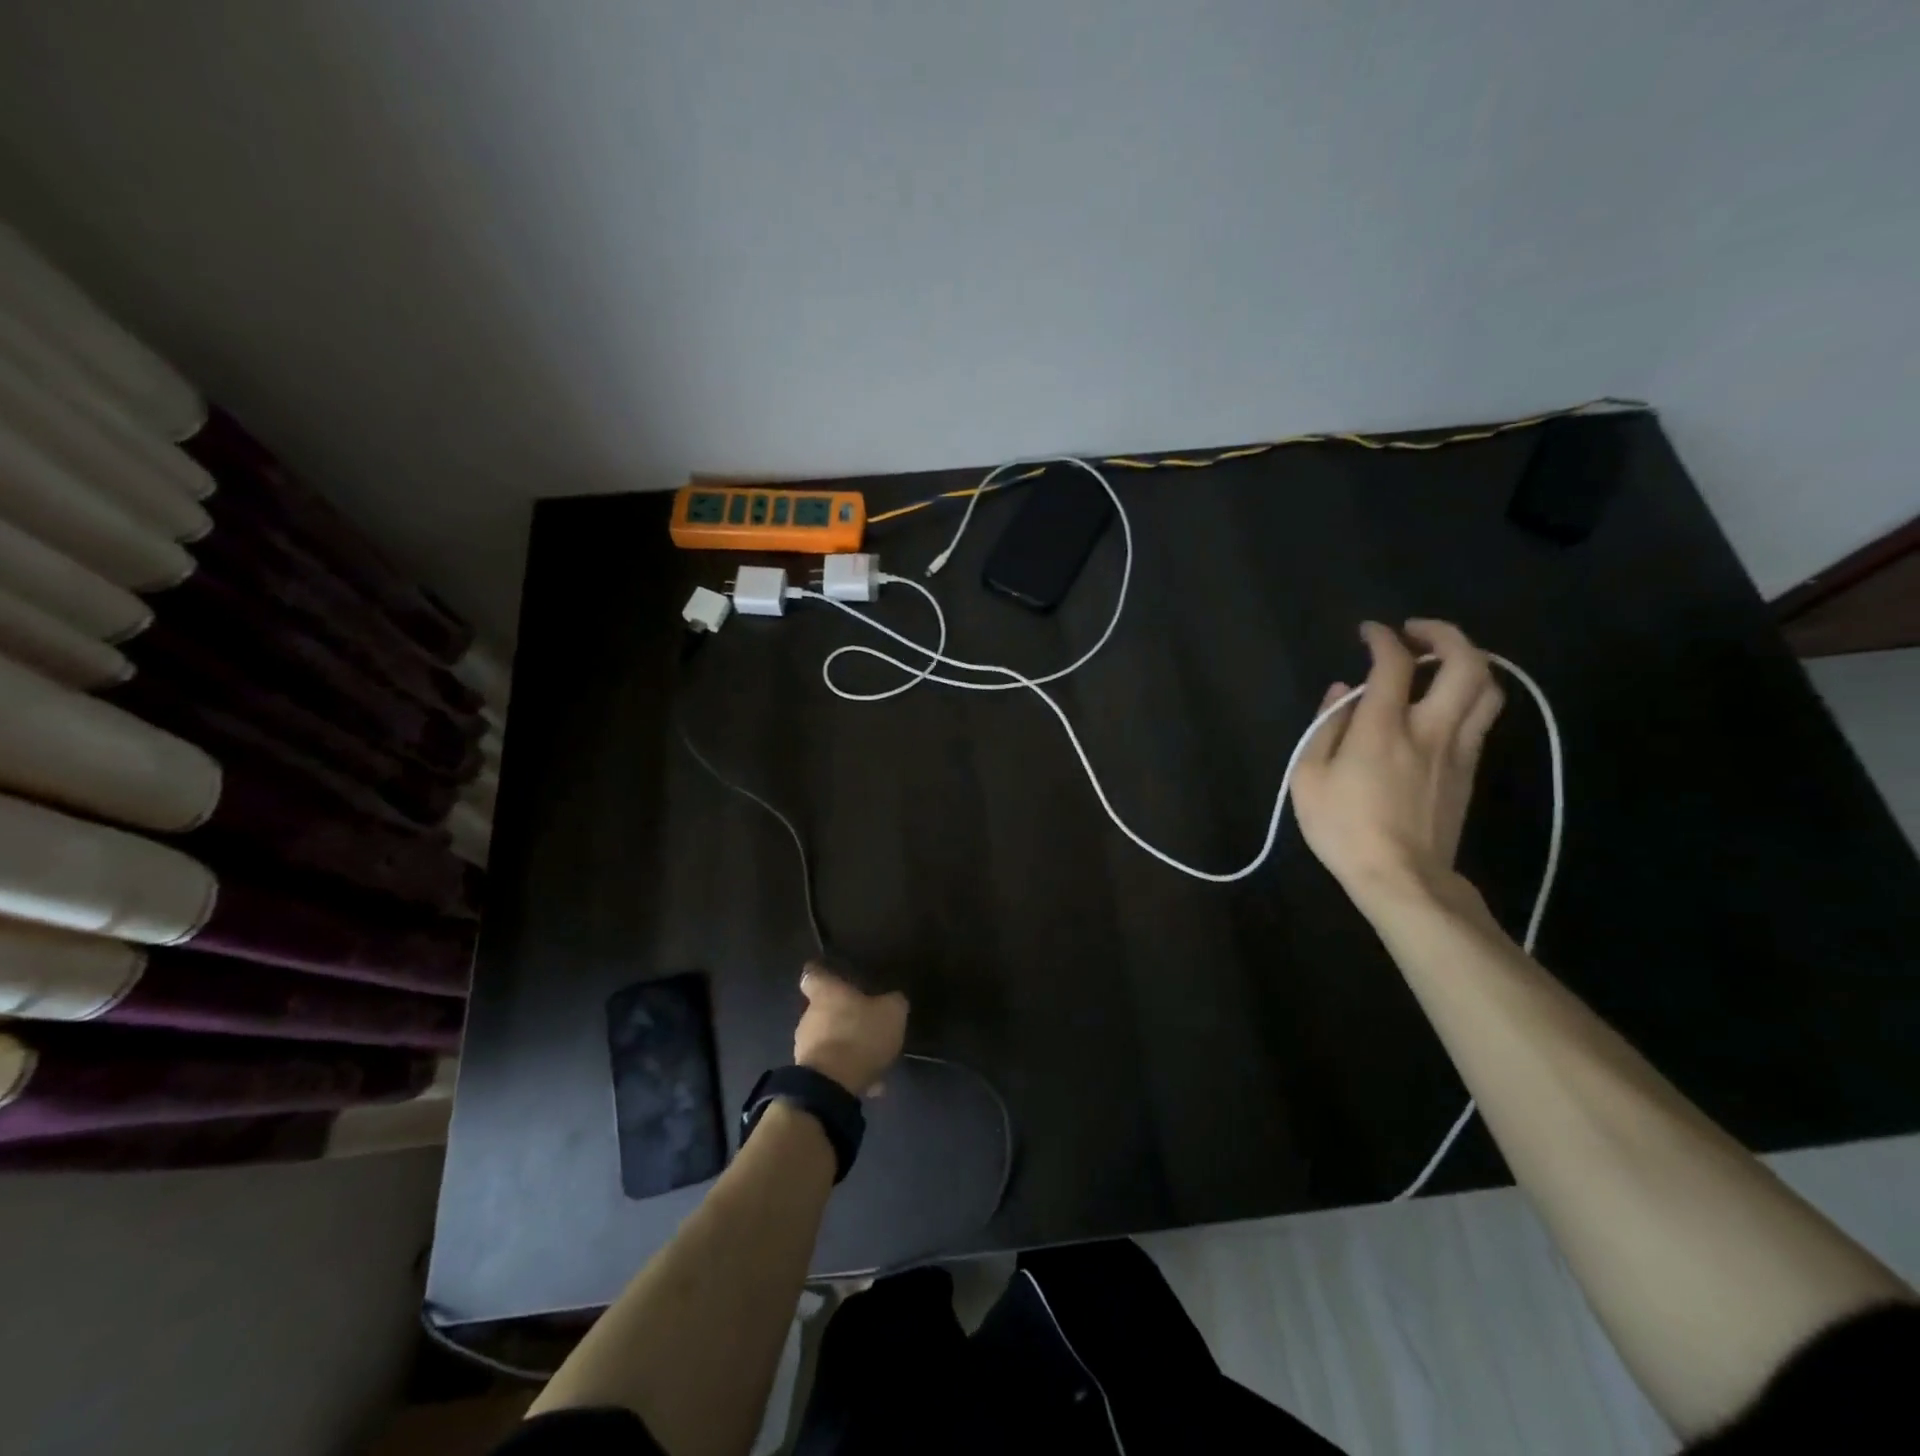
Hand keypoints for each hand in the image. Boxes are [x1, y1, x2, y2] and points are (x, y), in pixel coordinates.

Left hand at [793, 963, 907, 1095]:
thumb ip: (893, 1002)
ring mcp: (805, 1046)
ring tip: (873, 1058)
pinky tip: (871, 1083)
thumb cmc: (860, 1035)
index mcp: (826, 992)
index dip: (823, 974)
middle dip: (842, 1016)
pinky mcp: (809, 1075)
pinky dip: (848, 1071)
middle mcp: (809, 1015)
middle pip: (822, 1009)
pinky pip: (832, 1067)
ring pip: (829, 1039)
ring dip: (846, 1046)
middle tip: (867, 1023)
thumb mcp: (891, 1013)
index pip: (813, 973)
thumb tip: (893, 999)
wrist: (832, 1086)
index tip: (833, 977)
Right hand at [1291, 619, 1503, 910]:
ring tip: (1441, 661)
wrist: (1401, 877)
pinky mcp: (1469, 771)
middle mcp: (1430, 728)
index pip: (1394, 664)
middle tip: (1417, 633)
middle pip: (1464, 664)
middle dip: (1445, 635)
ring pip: (1487, 689)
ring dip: (1469, 662)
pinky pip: (1482, 718)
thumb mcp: (1308, 777)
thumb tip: (1340, 692)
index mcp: (1383, 728)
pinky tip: (1445, 703)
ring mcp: (1458, 749)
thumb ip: (1325, 727)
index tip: (1369, 631)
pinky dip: (1470, 695)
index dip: (1382, 639)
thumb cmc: (1343, 827)